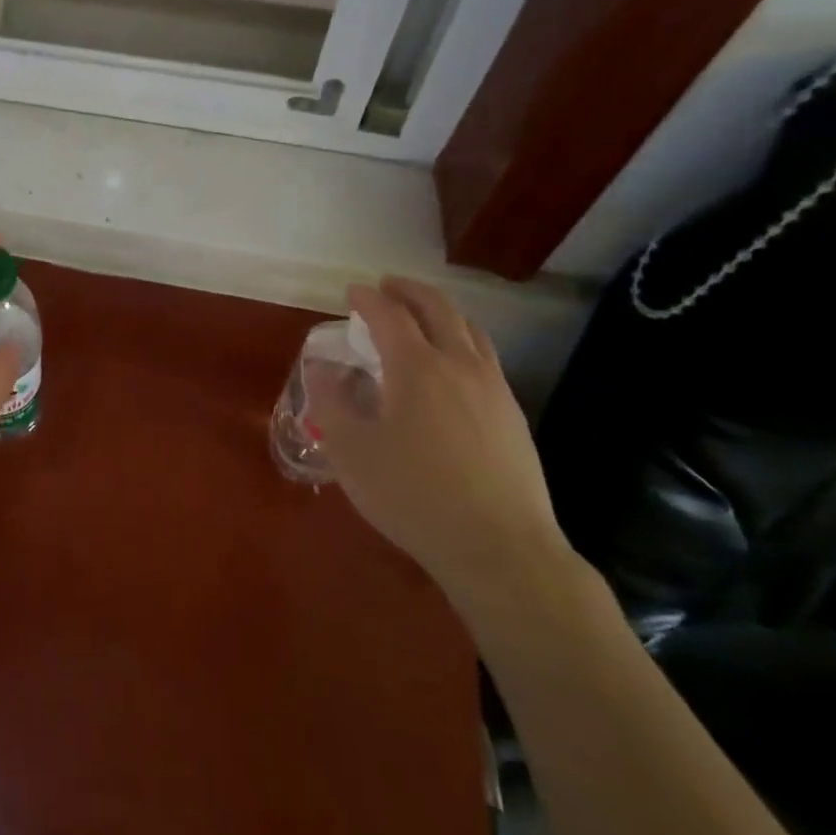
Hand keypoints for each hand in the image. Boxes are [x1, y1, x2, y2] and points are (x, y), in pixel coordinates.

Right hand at [308, 277, 573, 611]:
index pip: (389, 314)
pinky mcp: (512, 414)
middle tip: (387, 286)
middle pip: (437, 308)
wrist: (499, 548)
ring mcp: (493, 387)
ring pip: (469, 329)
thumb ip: (331, 402)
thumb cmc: (414, 496)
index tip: (352, 291)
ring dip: (440, 311)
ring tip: (421, 316)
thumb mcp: (351, 452)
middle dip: (409, 290)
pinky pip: (485, 356)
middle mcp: (459, 364)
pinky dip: (462, 340)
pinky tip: (452, 366)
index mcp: (416, 366)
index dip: (367, 298)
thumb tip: (322, 368)